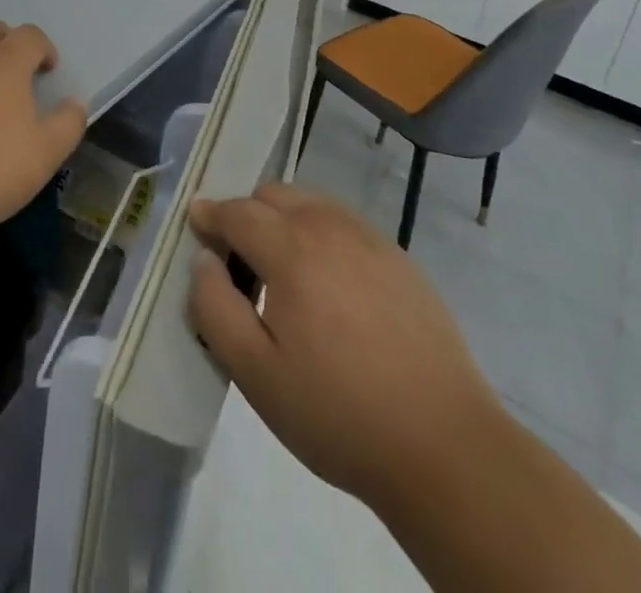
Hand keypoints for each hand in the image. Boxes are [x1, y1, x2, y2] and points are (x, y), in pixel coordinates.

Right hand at [186, 183, 497, 514]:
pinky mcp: (401, 258)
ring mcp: (371, 239)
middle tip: (239, 259)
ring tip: (284, 271)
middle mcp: (330, 228)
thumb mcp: (256, 375)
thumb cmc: (338, 413)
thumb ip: (215, 308)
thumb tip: (204, 259)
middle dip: (247, 213)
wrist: (444, 445)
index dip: (211, 215)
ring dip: (285, 219)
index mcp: (292, 250)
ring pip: (312, 203)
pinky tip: (330, 285)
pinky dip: (322, 233)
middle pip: (275, 195)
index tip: (195, 223)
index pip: (238, 211)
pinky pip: (345, 224)